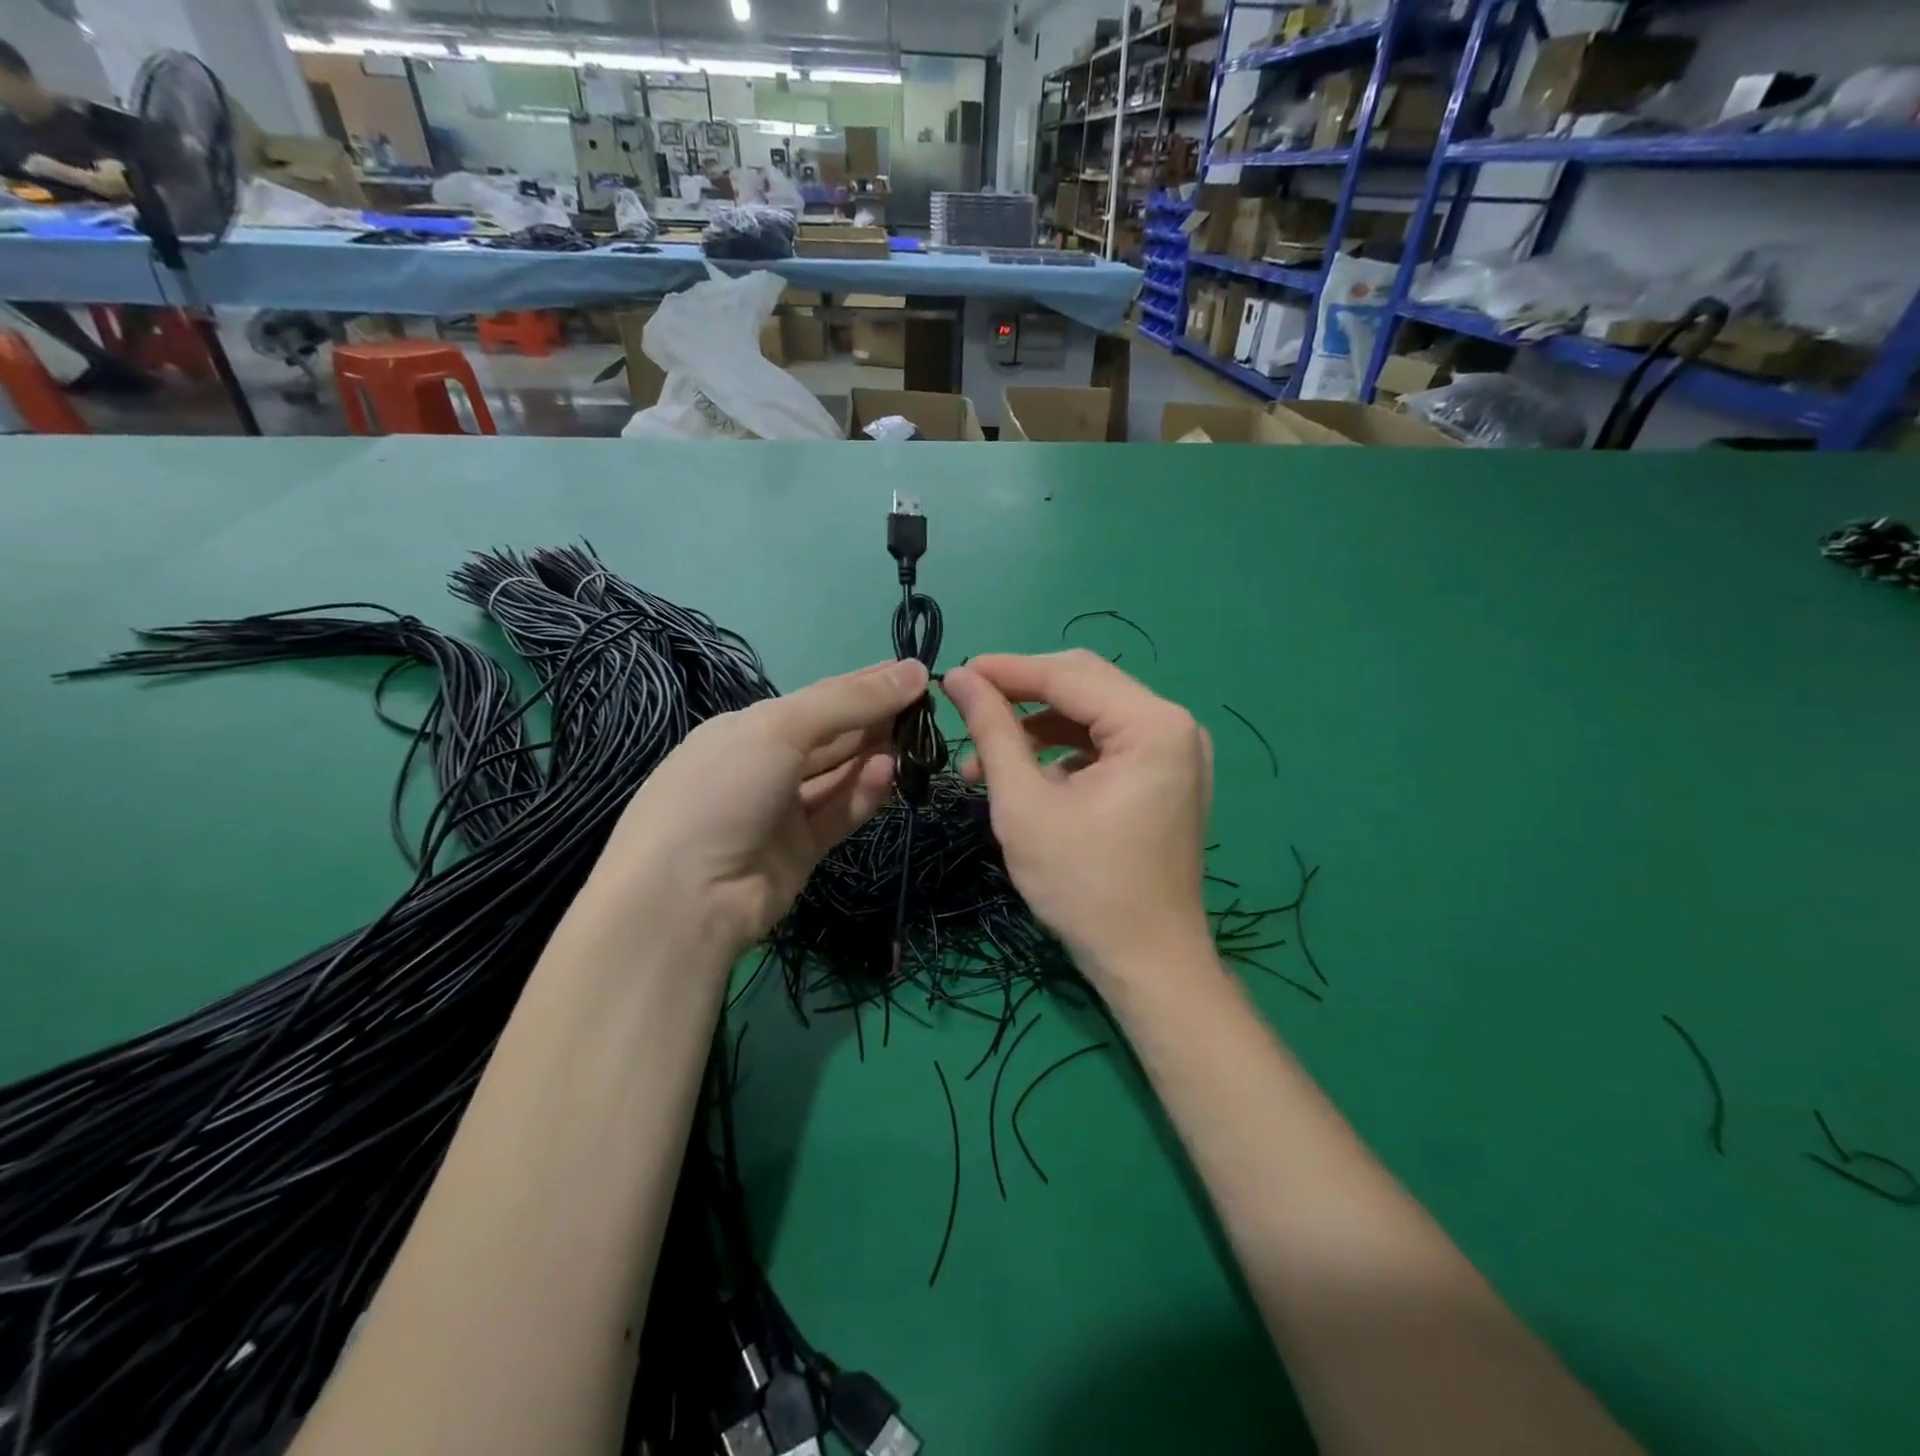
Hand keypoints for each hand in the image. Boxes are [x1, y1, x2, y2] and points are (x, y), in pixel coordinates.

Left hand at [597, 659, 928, 953]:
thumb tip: (914, 671)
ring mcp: (782, 809)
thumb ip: (849, 701)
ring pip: (840, 774)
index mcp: (748, 728)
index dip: (864, 685)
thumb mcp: (781, 728)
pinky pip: (839, 811)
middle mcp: (765, 765)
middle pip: (832, 735)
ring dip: (875, 756)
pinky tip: (890, 774)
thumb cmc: (724, 790)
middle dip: (876, 719)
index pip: (818, 698)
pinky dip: (865, 793)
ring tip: (914, 740)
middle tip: (926, 707)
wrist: (685, 897)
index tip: (914, 673)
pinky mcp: (801, 849)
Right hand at [942, 651, 1211, 979]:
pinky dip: (1063, 751)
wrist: (1145, 961)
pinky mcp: (1167, 775)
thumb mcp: (1025, 804)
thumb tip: (960, 678)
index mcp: (1152, 725)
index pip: (1068, 675)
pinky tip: (1026, 776)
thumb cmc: (1084, 886)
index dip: (1006, 670)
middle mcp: (1174, 725)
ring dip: (1036, 729)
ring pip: (1092, 714)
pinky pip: (1107, 743)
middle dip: (1021, 696)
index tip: (954, 674)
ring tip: (982, 762)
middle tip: (966, 708)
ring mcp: (1177, 750)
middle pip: (1084, 685)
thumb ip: (993, 732)